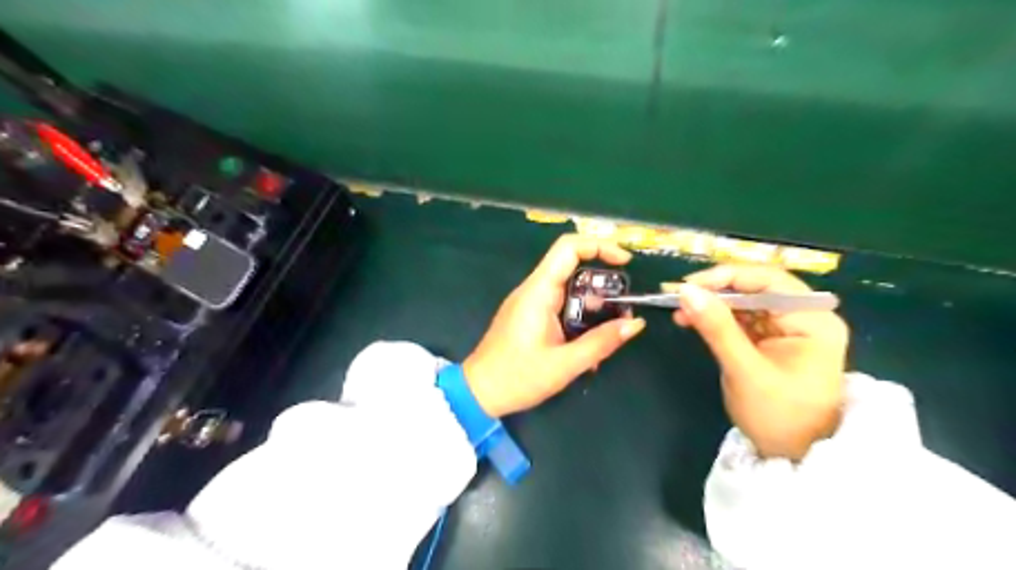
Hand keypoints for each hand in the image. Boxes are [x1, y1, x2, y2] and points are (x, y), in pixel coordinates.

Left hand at [465, 235, 644, 418]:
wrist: (479, 393)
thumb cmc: (518, 378)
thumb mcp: (565, 364)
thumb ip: (601, 342)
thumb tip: (635, 323)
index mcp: (538, 292)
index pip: (568, 248)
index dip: (600, 246)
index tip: (625, 263)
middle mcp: (533, 289)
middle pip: (572, 266)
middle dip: (602, 282)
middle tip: (623, 307)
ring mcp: (530, 301)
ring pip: (569, 287)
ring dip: (592, 303)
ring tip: (609, 329)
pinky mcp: (530, 314)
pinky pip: (560, 303)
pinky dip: (580, 314)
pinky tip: (589, 341)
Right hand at [672, 265, 850, 460]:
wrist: (795, 456)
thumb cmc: (778, 417)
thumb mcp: (744, 371)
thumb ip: (717, 328)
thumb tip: (686, 291)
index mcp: (813, 320)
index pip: (768, 280)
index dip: (726, 277)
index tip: (688, 285)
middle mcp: (805, 316)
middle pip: (756, 287)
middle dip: (715, 291)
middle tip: (679, 297)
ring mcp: (789, 327)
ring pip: (745, 301)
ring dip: (712, 304)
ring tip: (680, 311)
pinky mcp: (773, 338)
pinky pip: (742, 318)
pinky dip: (717, 318)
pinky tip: (694, 320)